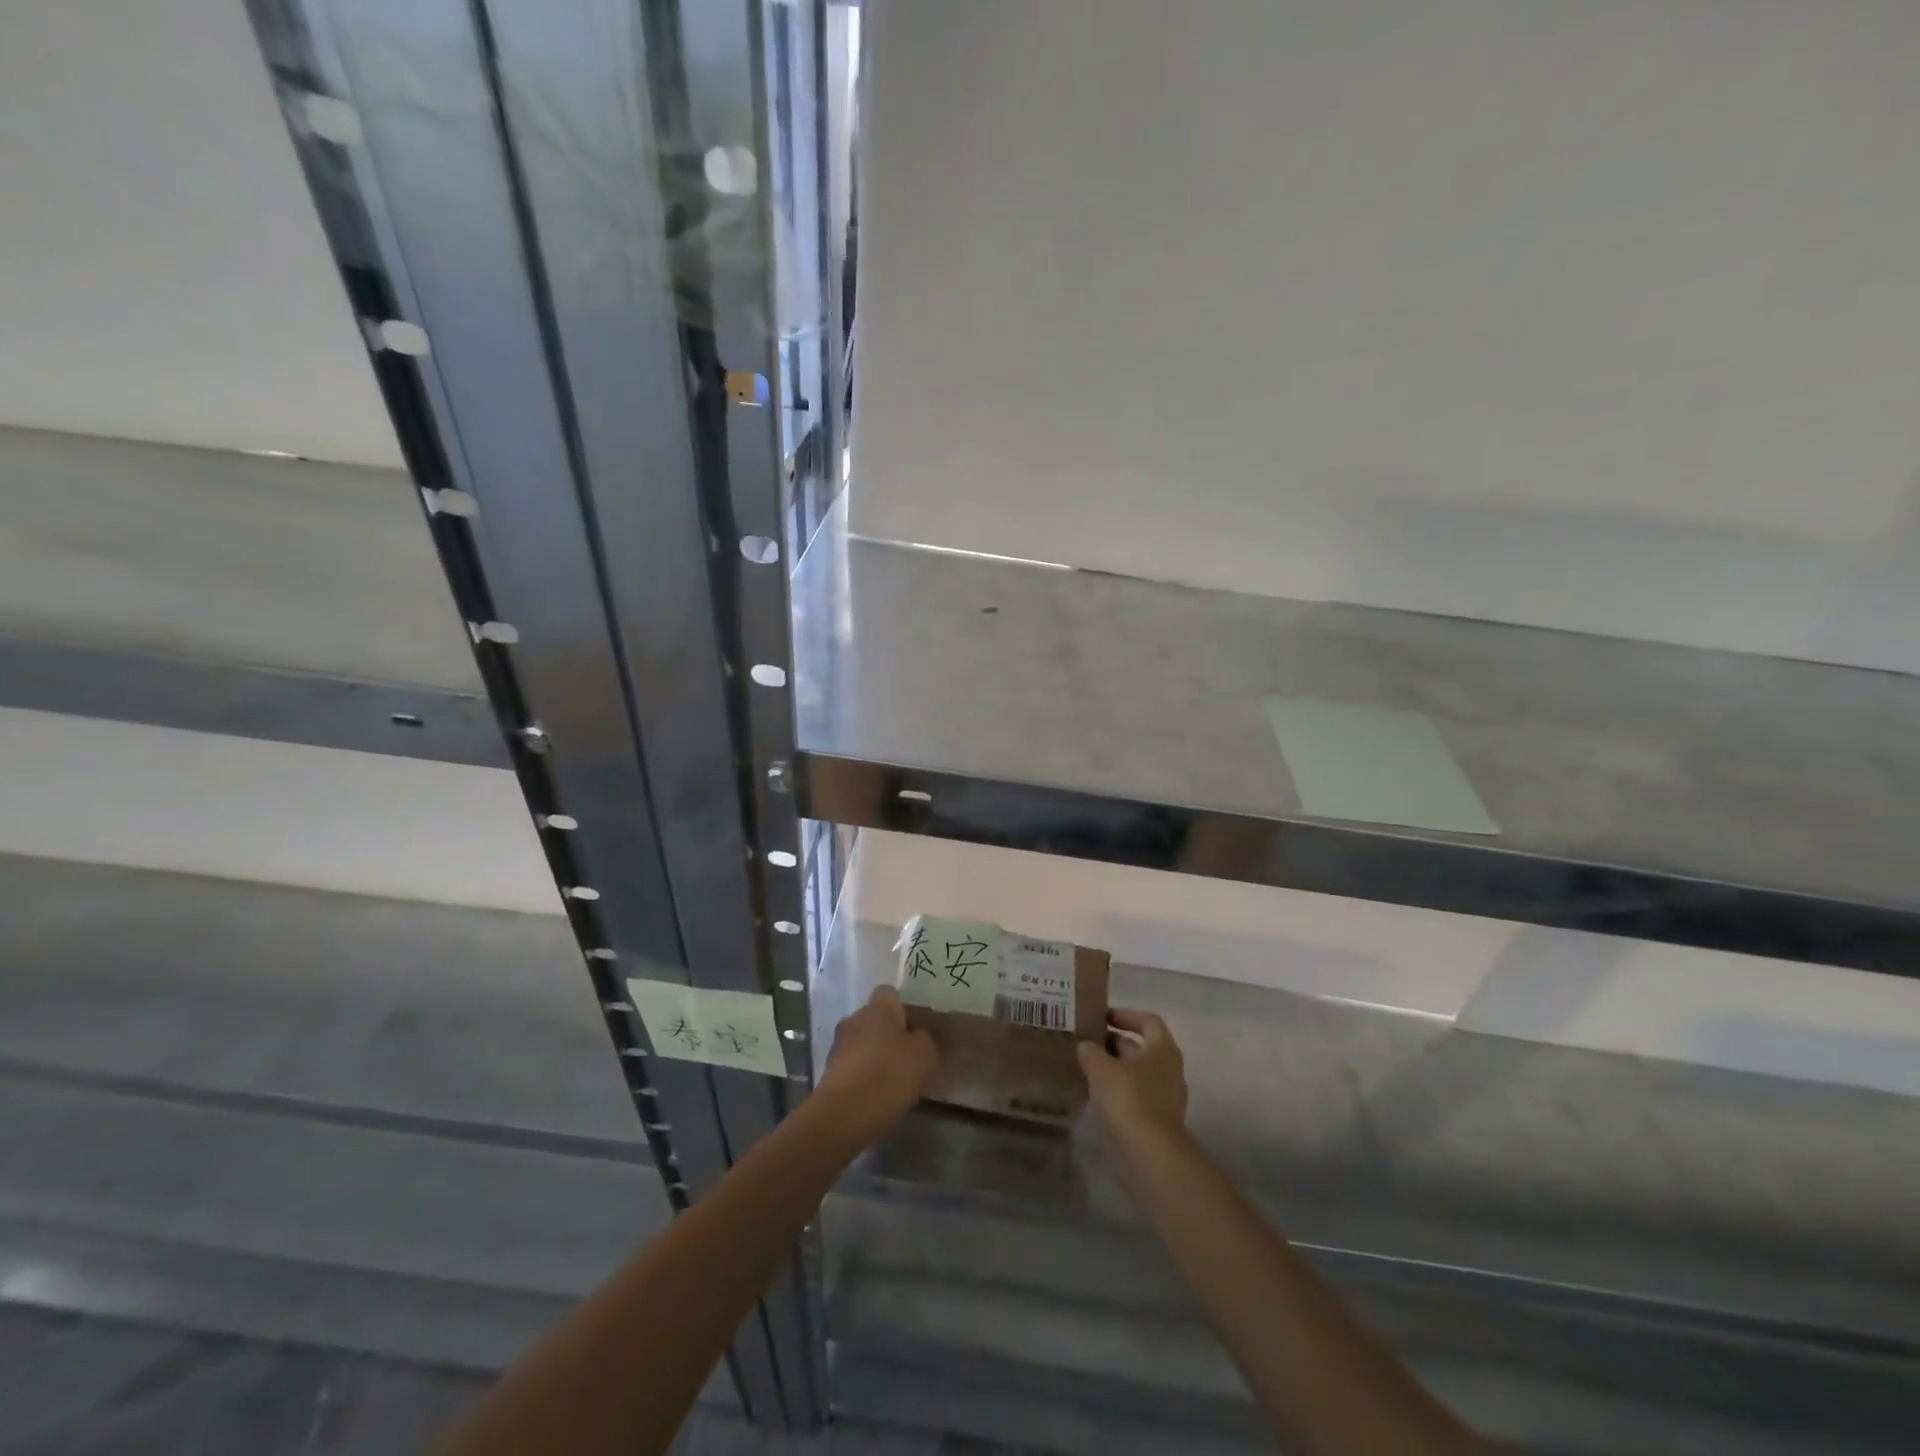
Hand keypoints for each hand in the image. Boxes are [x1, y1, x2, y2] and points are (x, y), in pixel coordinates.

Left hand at [816, 984, 938, 1145]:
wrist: (842, 1116)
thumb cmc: (888, 1075)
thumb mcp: (924, 1055)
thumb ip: (927, 1039)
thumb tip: (920, 1036)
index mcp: (878, 1007)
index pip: (891, 993)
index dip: (906, 1008)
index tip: (920, 1028)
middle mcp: (855, 1018)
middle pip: (877, 1018)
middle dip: (892, 1033)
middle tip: (912, 1056)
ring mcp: (839, 1045)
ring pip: (865, 1042)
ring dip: (878, 1055)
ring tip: (897, 1079)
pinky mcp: (829, 1072)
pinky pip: (854, 1065)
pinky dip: (866, 1074)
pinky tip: (879, 1094)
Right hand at [1077, 1008, 1187, 1151]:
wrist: (1149, 1155)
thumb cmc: (1128, 1098)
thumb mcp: (1101, 1067)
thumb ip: (1091, 1051)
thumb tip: (1086, 1045)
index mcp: (1162, 1050)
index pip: (1147, 1021)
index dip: (1125, 1015)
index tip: (1102, 1017)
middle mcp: (1169, 1070)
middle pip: (1141, 1048)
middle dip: (1114, 1044)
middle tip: (1086, 1043)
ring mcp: (1165, 1098)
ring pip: (1136, 1074)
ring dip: (1114, 1069)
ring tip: (1086, 1067)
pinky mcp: (1156, 1123)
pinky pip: (1135, 1097)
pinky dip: (1117, 1092)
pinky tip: (1095, 1095)